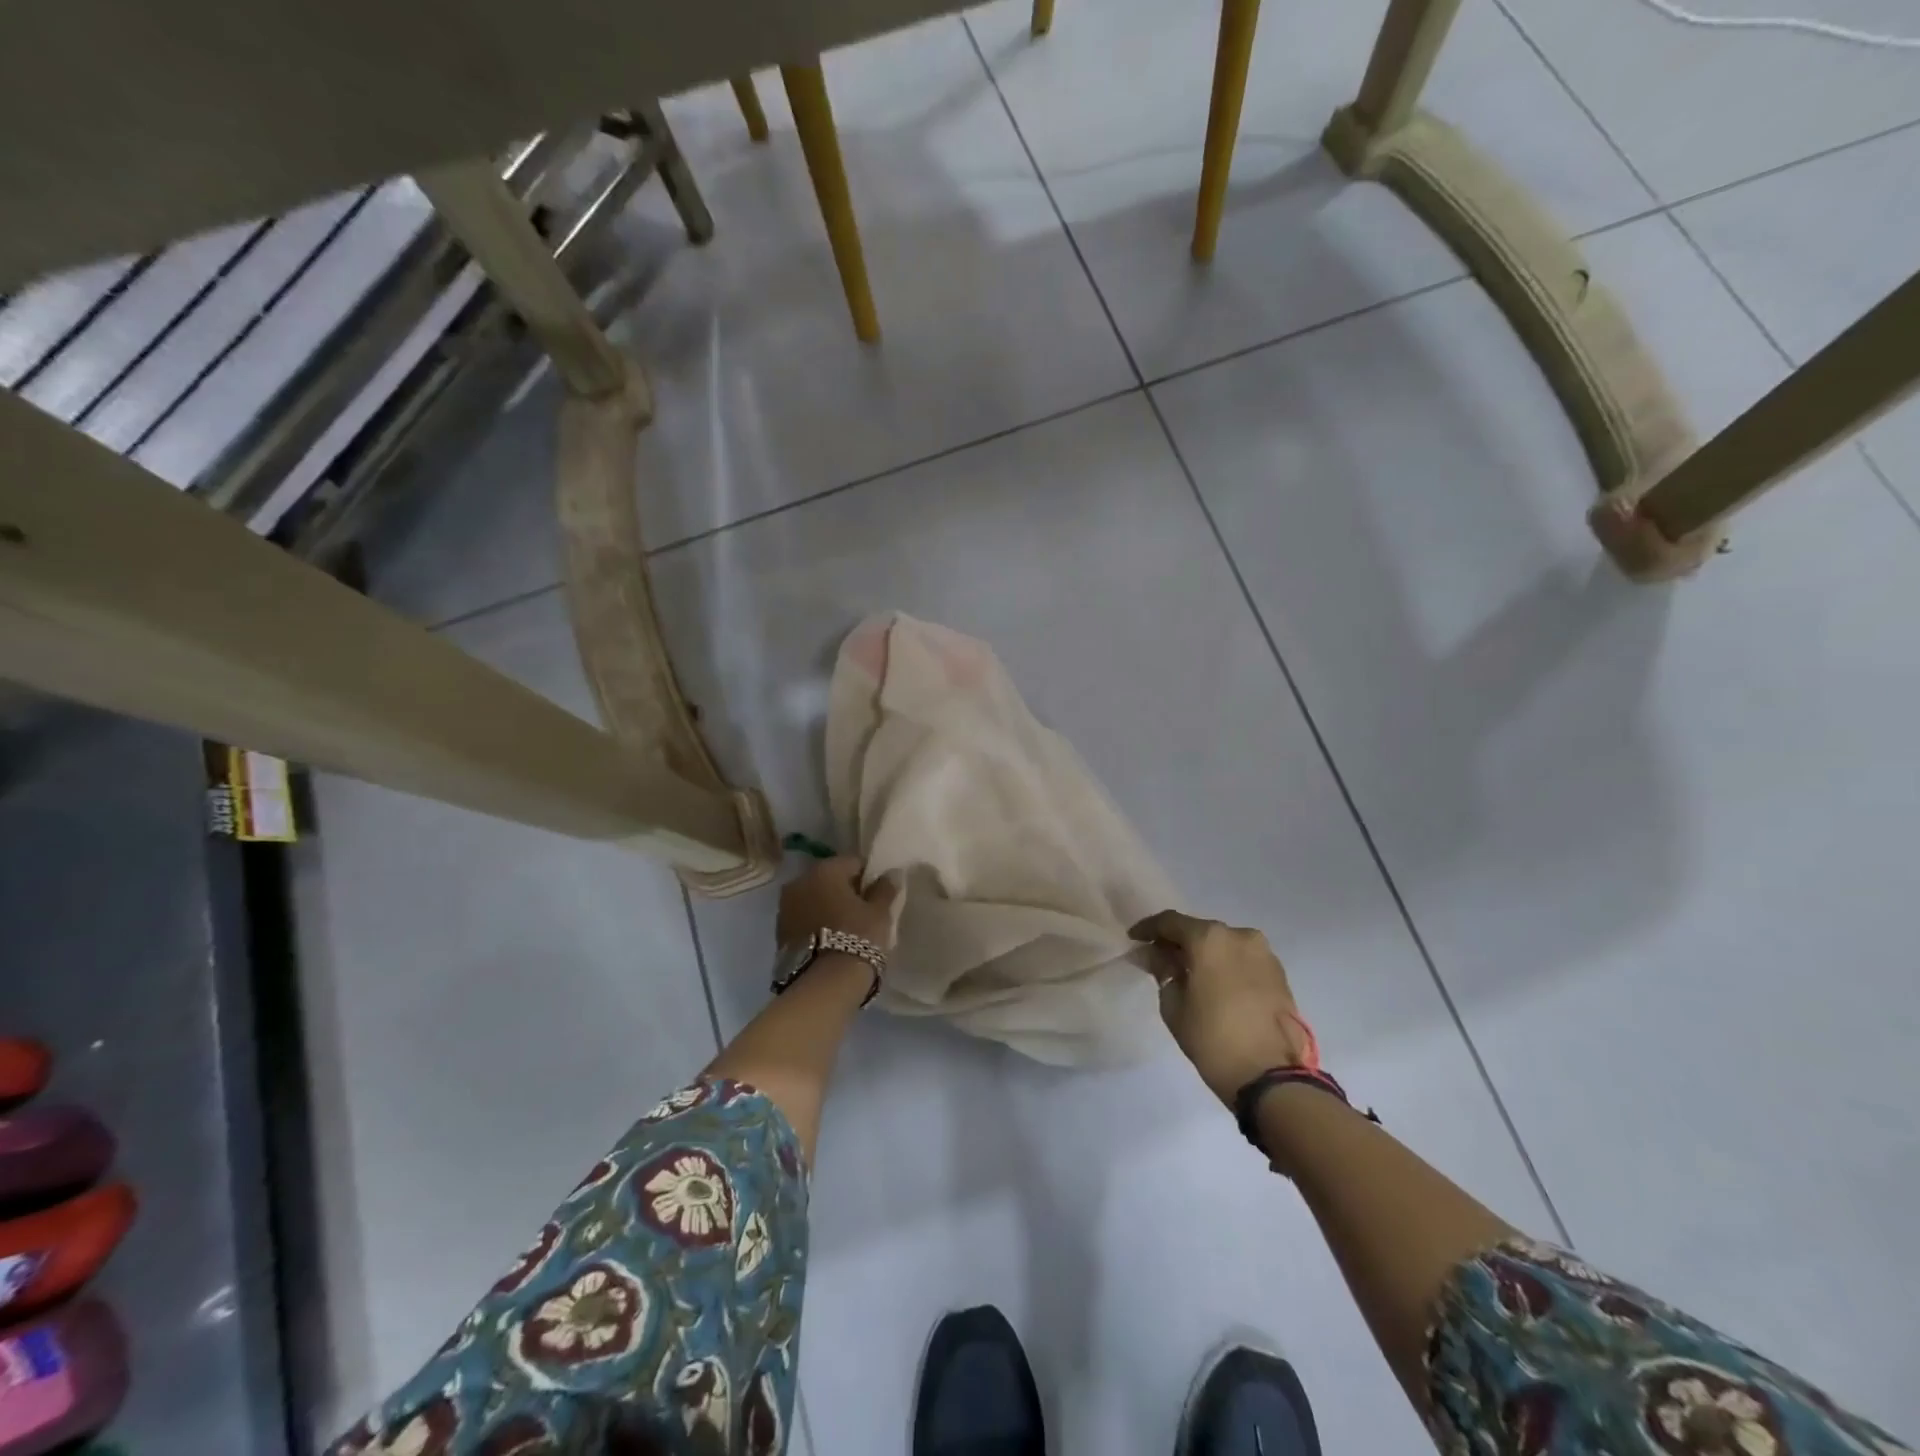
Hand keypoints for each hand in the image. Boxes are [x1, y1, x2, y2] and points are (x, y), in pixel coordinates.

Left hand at [777, 856, 899, 952]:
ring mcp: (785, 907)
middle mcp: (799, 881)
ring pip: (815, 899)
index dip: (869, 877)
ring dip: (829, 908)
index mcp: (825, 870)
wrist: (824, 984)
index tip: (879, 895)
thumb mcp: (879, 912)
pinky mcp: (779, 932)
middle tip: (865, 912)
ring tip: (848, 929)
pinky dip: (817, 923)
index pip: (853, 862)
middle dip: (846, 891)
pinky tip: (831, 940)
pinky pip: (805, 918)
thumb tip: (891, 873)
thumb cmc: (857, 938)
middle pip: (830, 879)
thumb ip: (885, 888)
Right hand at [1129, 910, 1311, 1106]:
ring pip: (1224, 945)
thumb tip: (1158, 957)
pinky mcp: (1279, 974)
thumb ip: (1163, 972)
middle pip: (1200, 931)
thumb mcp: (1174, 1006)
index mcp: (1209, 939)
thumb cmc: (1213, 1039)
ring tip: (1189, 974)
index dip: (1148, 929)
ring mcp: (1263, 953)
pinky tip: (1215, 984)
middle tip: (1160, 959)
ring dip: (1205, 954)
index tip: (1134, 940)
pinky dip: (1226, 966)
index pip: (1170, 922)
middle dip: (1178, 942)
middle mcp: (1239, 936)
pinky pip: (1243, 960)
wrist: (1273, 1077)